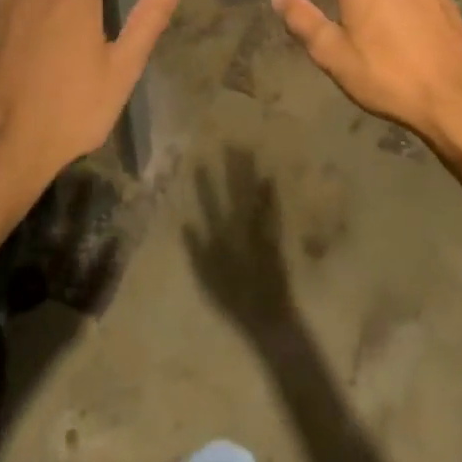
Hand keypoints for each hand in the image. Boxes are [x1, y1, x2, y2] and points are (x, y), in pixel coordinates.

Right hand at [183, 148, 293, 334]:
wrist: (268, 316)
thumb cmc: (234, 301)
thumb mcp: (207, 279)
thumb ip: (197, 251)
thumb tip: (186, 223)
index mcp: (222, 237)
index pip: (211, 204)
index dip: (205, 184)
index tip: (200, 162)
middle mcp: (241, 228)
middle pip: (235, 193)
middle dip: (233, 168)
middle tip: (232, 144)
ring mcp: (260, 231)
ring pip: (253, 195)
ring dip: (250, 174)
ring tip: (248, 152)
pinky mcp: (275, 237)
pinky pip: (272, 209)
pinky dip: (270, 193)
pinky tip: (270, 177)